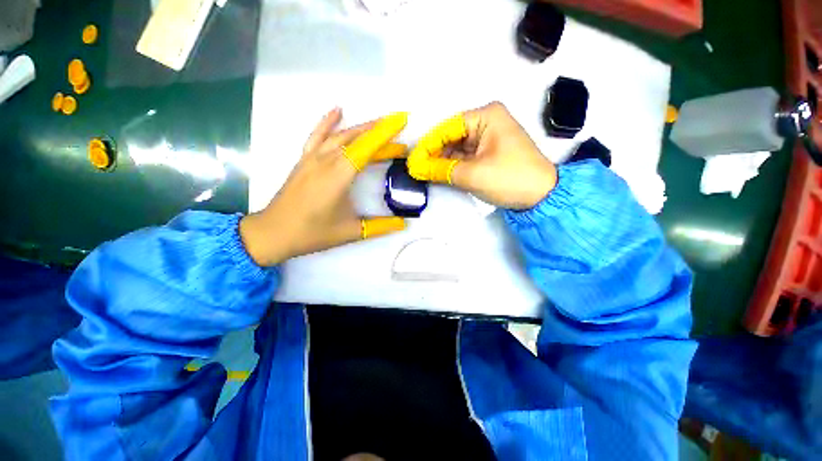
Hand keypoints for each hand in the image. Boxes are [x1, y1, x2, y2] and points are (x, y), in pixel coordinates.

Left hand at [240, 108, 407, 266]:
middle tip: (399, 135)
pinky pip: (317, 136)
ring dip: (362, 128)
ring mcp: (312, 158)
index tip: (401, 121)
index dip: (385, 134)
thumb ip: (380, 226)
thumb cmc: (313, 233)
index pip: (366, 148)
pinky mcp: (303, 160)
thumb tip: (403, 224)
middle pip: (357, 140)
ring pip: (340, 135)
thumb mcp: (351, 232)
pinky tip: (337, 110)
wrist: (273, 233)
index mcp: (338, 177)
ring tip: (380, 124)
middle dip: (380, 134)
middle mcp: (326, 161)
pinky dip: (328, 122)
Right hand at [407, 102, 556, 209]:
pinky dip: (452, 166)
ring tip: (423, 173)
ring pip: (456, 148)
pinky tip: (439, 173)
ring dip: (441, 161)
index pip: (447, 128)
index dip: (427, 145)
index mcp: (485, 116)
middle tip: (416, 169)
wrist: (541, 197)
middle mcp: (486, 122)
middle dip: (433, 154)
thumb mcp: (472, 174)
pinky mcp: (489, 153)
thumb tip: (416, 168)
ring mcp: (488, 138)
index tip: (412, 160)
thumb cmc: (509, 178)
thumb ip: (441, 170)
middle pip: (451, 137)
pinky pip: (465, 157)